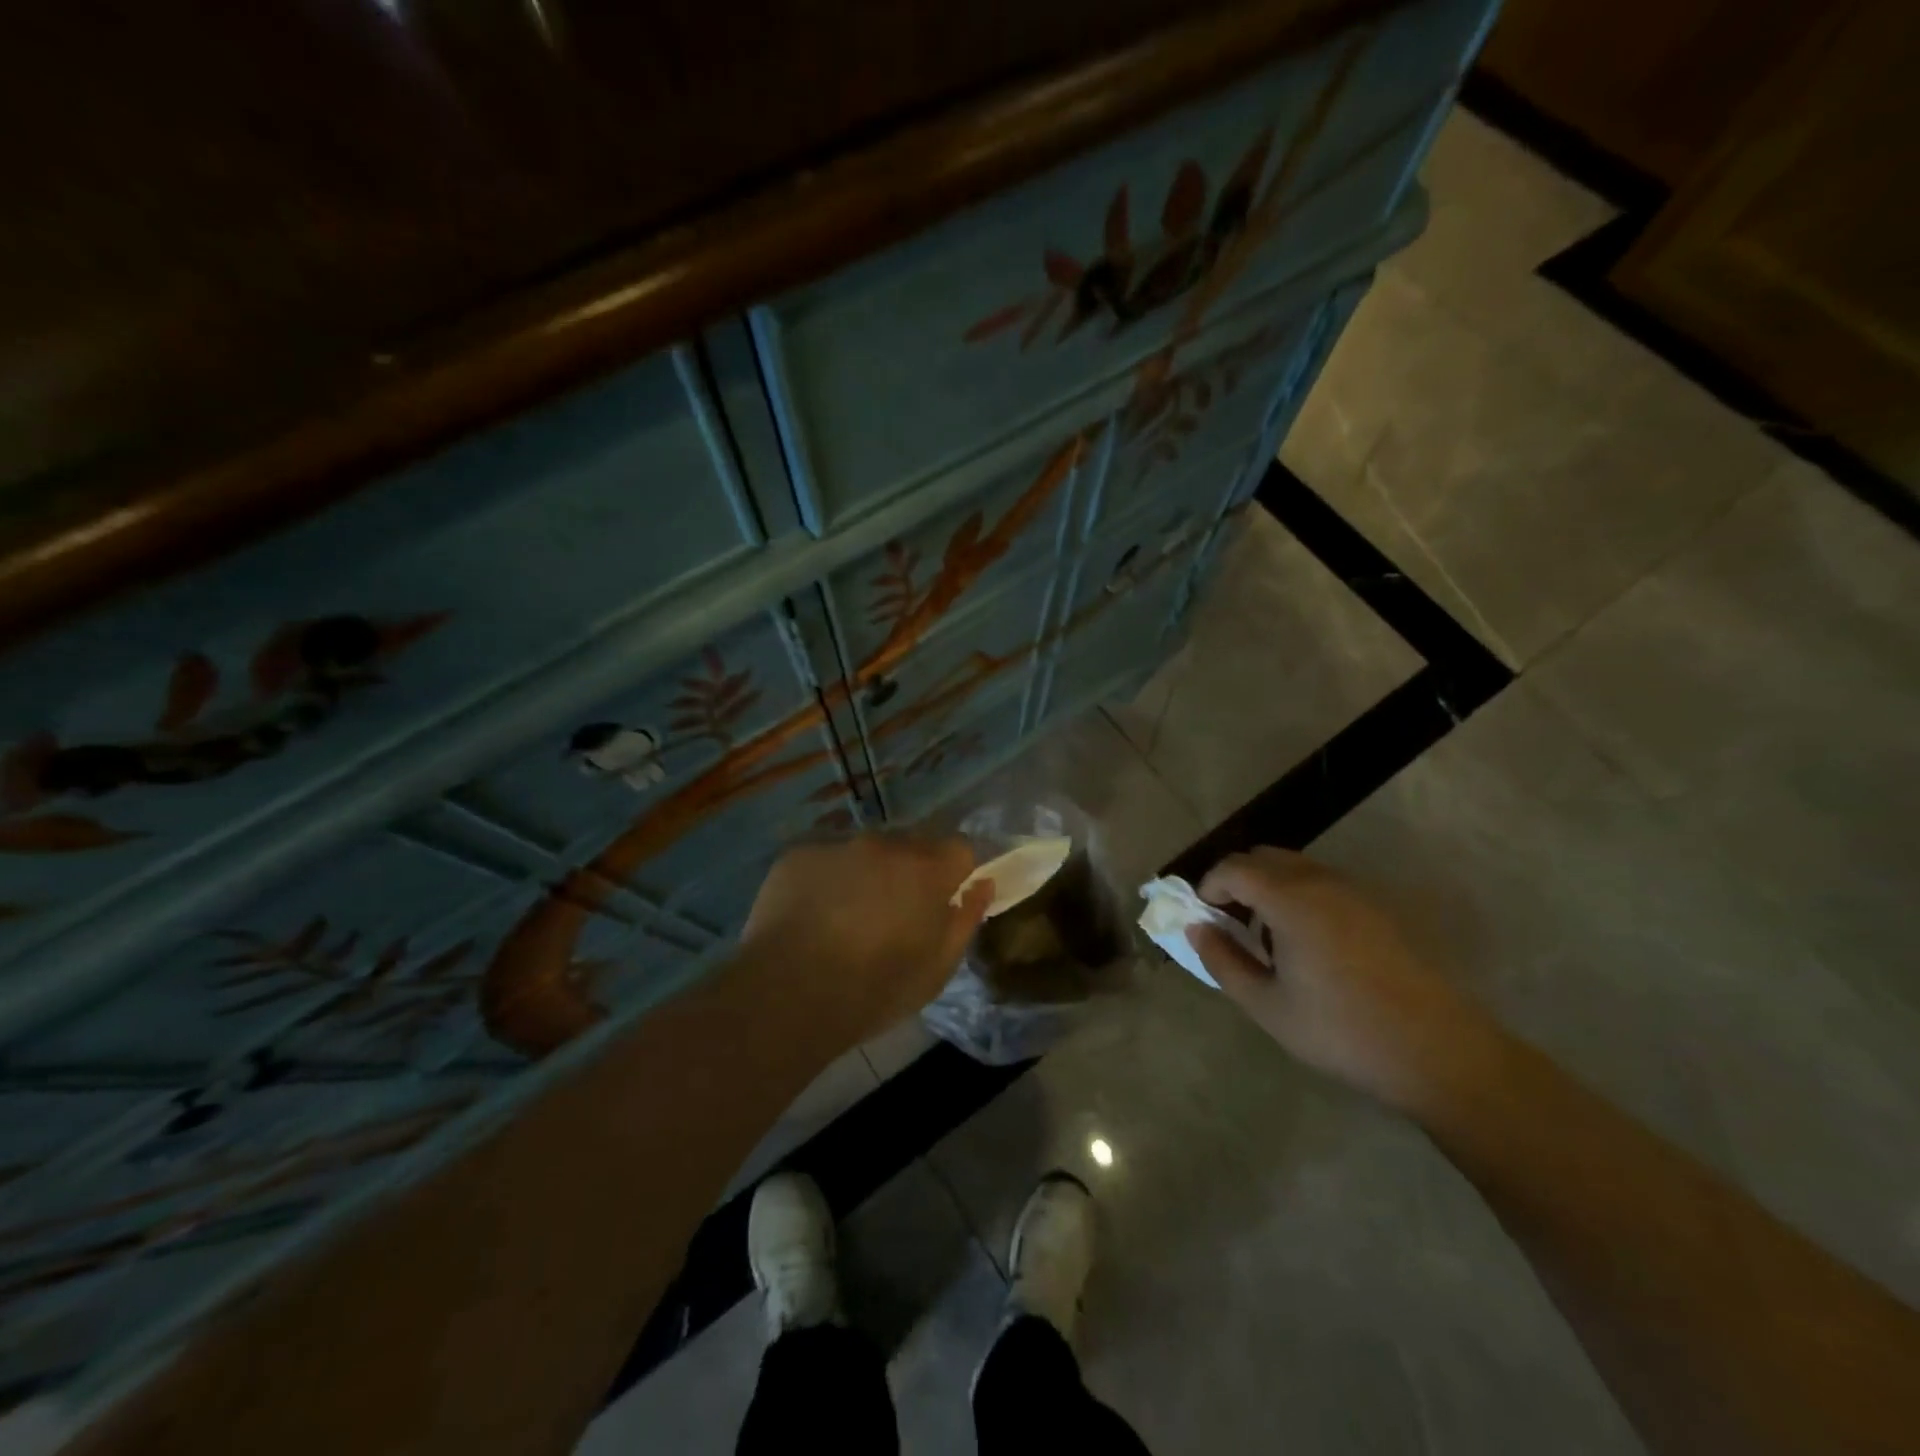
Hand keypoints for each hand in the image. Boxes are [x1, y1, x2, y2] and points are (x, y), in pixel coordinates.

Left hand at [739, 833, 993, 1060]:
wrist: (787, 995)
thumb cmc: (874, 991)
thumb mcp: (937, 969)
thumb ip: (966, 919)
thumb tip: (982, 885)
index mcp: (927, 870)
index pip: (961, 847)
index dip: (957, 872)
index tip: (946, 899)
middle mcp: (885, 844)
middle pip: (912, 845)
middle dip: (912, 871)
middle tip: (895, 913)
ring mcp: (838, 845)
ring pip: (866, 851)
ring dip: (869, 873)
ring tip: (848, 916)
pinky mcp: (798, 854)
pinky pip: (826, 859)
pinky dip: (828, 879)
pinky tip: (813, 915)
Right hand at [1186, 847, 1506, 1111]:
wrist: (1438, 1052)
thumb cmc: (1341, 1031)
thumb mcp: (1267, 1006)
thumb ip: (1223, 961)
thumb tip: (1197, 929)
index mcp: (1290, 900)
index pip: (1234, 868)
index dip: (1209, 886)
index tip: (1203, 917)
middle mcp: (1322, 882)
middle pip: (1265, 858)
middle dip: (1237, 881)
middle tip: (1230, 924)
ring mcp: (1356, 892)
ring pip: (1296, 868)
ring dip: (1269, 888)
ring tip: (1267, 938)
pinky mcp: (1379, 909)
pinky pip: (1324, 884)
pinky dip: (1300, 897)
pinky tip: (1308, 945)